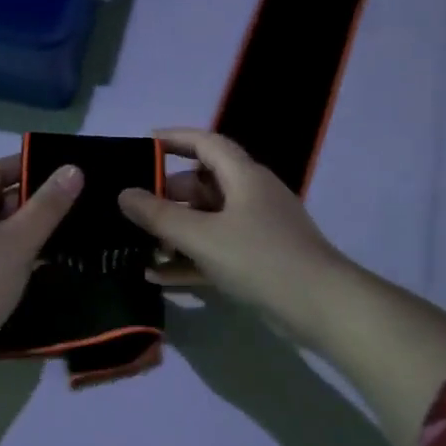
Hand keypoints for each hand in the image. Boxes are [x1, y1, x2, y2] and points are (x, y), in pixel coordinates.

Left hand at [0, 153, 83, 374]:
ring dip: (20, 233)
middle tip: (67, 209)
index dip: (23, 167)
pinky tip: (32, 271)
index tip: (58, 172)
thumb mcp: (19, 241)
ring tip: (57, 240)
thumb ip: (48, 206)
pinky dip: (9, 257)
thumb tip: (73, 169)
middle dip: (27, 202)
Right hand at [117, 128, 352, 348]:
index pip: (206, 142)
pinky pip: (216, 249)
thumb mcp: (202, 236)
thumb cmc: (260, 258)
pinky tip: (158, 276)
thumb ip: (159, 216)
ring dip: (175, 231)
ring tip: (139, 244)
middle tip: (134, 208)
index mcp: (243, 176)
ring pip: (208, 220)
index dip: (175, 139)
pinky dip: (189, 258)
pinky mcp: (258, 259)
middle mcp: (251, 195)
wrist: (321, 306)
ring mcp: (257, 228)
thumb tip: (124, 194)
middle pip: (203, 183)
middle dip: (167, 194)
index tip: (144, 143)